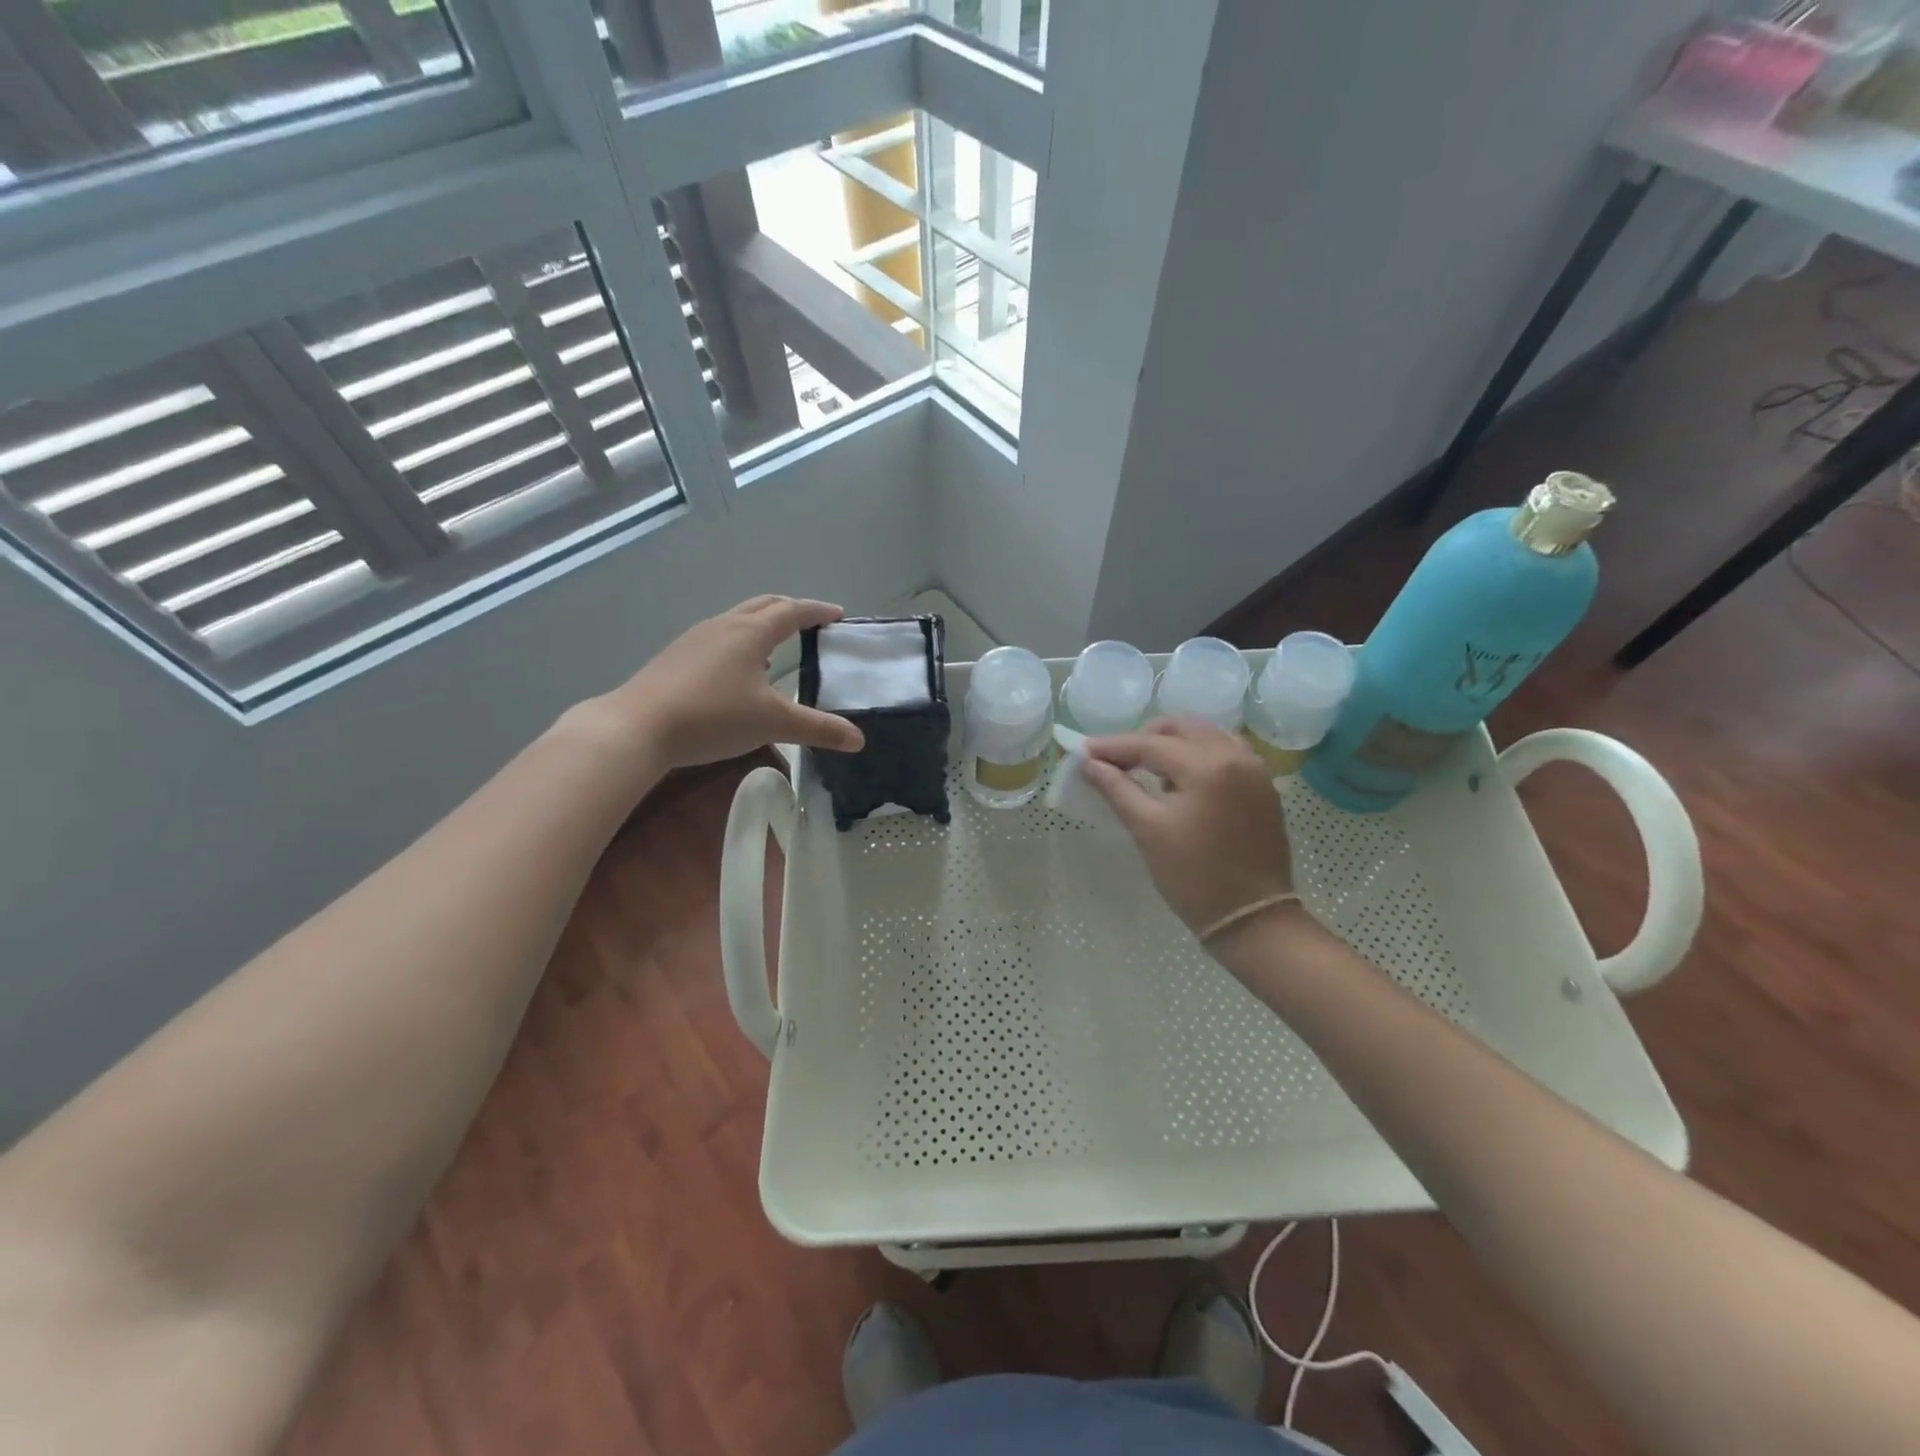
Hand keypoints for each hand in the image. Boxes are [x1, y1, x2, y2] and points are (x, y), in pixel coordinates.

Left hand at [592, 596, 865, 770]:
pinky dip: (740, 642)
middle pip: (764, 605)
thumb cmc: (714, 716)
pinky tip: (738, 672)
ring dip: (763, 625)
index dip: (818, 611)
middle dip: (791, 610)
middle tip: (812, 623)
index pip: (793, 611)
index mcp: (752, 632)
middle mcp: (724, 625)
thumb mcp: (773, 723)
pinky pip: (719, 637)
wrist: (638, 726)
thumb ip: (818, 729)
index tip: (838, 615)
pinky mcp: (676, 656)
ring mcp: (696, 638)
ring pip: (738, 619)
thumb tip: (859, 739)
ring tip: (778, 647)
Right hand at [1082, 718, 1293, 936]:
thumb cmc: (1193, 877)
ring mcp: (1254, 769)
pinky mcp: (1263, 786)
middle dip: (1145, 737)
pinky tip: (1182, 779)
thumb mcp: (1148, 830)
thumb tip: (1090, 764)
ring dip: (1173, 743)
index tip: (1085, 751)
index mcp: (1207, 766)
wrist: (1252, 917)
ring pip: (1206, 735)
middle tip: (1116, 759)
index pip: (1151, 744)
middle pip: (1182, 728)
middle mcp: (1235, 756)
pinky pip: (1226, 751)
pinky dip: (1199, 754)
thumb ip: (1117, 789)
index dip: (1114, 746)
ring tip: (1148, 769)